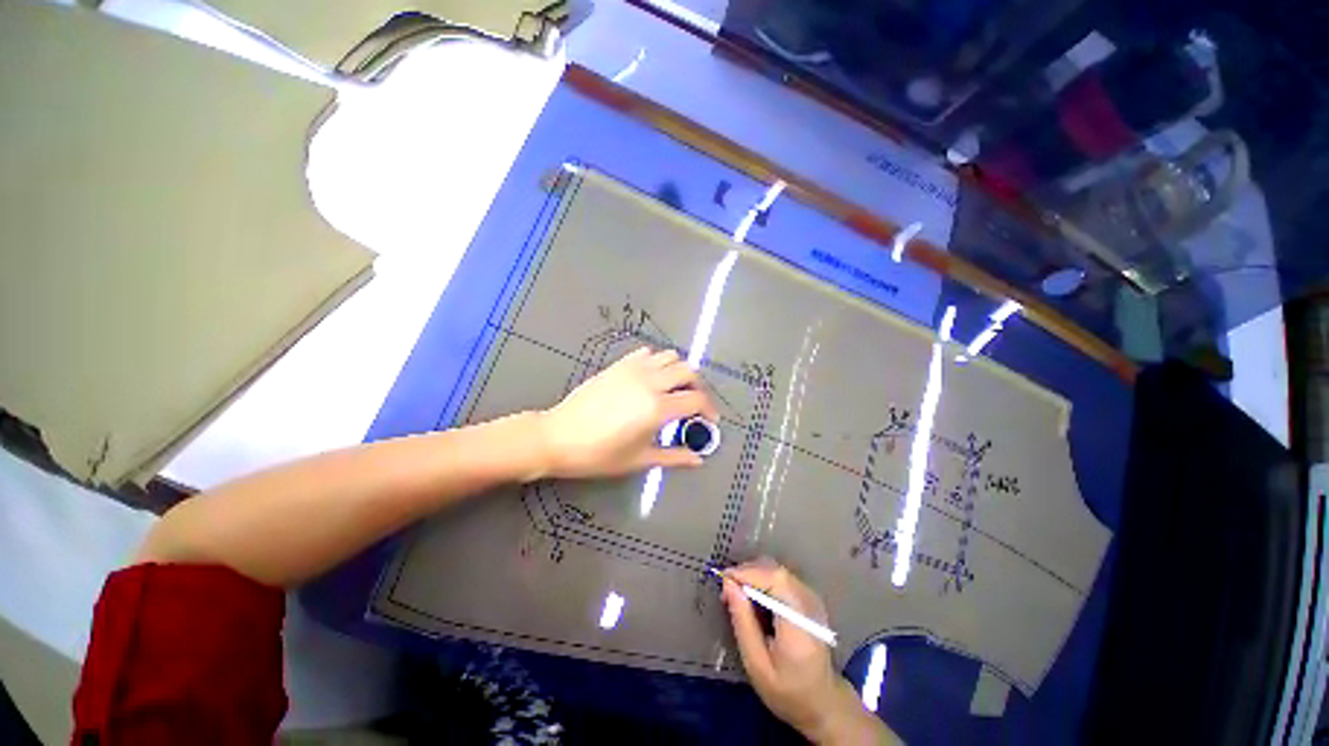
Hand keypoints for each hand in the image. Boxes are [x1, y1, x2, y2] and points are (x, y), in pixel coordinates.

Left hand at [534, 347, 718, 479]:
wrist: (558, 437)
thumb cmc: (599, 454)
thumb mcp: (639, 459)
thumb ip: (674, 456)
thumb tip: (698, 460)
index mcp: (657, 407)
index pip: (696, 400)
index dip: (709, 410)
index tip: (709, 421)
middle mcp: (650, 382)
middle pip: (688, 371)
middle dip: (698, 387)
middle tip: (694, 404)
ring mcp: (633, 369)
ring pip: (669, 357)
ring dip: (679, 371)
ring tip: (675, 389)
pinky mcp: (619, 365)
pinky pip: (647, 354)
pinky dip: (657, 362)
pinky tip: (651, 378)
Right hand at [722, 559, 895, 744]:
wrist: (823, 702)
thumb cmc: (787, 691)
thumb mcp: (756, 664)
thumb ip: (743, 622)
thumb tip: (728, 584)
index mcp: (799, 622)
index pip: (774, 580)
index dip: (747, 573)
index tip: (723, 581)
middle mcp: (809, 603)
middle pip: (774, 571)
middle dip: (747, 573)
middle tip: (727, 592)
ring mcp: (812, 598)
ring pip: (777, 570)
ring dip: (753, 575)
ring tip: (737, 596)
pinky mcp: (809, 597)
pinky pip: (782, 578)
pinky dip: (763, 580)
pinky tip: (753, 598)